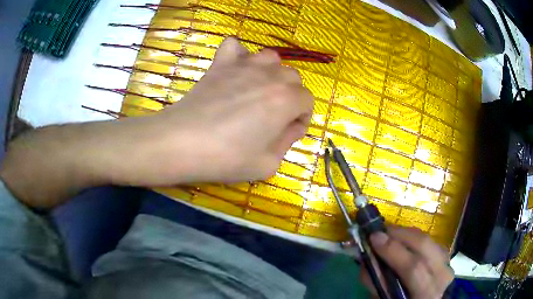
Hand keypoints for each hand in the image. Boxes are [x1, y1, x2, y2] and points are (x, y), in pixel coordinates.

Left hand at [140, 37, 313, 183]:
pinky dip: (239, 54)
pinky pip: (235, 46)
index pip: (307, 101)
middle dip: (290, 97)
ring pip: (270, 59)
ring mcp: (243, 65)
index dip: (301, 118)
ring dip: (271, 74)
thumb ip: (287, 142)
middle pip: (292, 78)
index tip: (288, 133)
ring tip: (258, 92)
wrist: (182, 143)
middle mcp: (270, 76)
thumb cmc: (226, 157)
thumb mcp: (268, 164)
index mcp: (286, 99)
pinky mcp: (220, 64)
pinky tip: (235, 71)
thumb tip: (291, 126)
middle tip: (273, 117)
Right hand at [360, 226, 453, 298]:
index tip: (374, 237)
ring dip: (407, 234)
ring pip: (429, 240)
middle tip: (380, 231)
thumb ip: (377, 282)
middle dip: (400, 235)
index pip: (413, 268)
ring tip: (390, 234)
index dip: (393, 250)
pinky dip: (415, 238)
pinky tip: (404, 241)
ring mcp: (447, 264)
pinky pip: (430, 241)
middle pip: (424, 246)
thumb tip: (368, 257)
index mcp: (427, 293)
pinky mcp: (446, 257)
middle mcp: (442, 276)